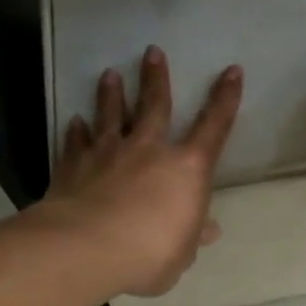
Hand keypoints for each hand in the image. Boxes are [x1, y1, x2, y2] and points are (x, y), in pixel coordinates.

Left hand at [44, 46, 242, 297]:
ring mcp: (108, 153)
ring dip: (111, 94)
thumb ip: (192, 237)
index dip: (225, 100)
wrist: (87, 247)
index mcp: (187, 170)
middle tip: (152, 52)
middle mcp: (149, 150)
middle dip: (156, 78)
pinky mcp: (74, 165)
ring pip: (111, 115)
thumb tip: (208, 230)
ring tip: (110, 74)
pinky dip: (75, 131)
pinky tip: (74, 121)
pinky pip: (76, 142)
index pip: (214, 128)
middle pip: (155, 106)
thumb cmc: (150, 254)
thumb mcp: (182, 254)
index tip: (231, 71)